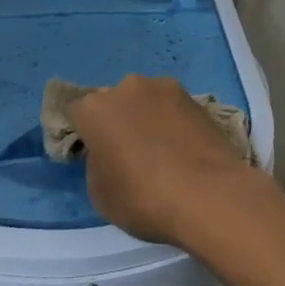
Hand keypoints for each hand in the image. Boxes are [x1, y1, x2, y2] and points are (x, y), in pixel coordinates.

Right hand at [65, 75, 263, 243]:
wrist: (210, 195)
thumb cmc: (144, 198)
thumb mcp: (101, 194)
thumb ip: (97, 163)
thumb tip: (109, 153)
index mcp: (95, 108)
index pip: (75, 112)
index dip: (81, 132)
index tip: (90, 153)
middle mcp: (127, 87)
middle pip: (113, 102)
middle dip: (116, 121)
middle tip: (127, 154)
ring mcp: (165, 88)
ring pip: (145, 102)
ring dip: (147, 119)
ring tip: (162, 152)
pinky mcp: (196, 99)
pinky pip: (173, 109)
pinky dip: (173, 124)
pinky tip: (183, 150)